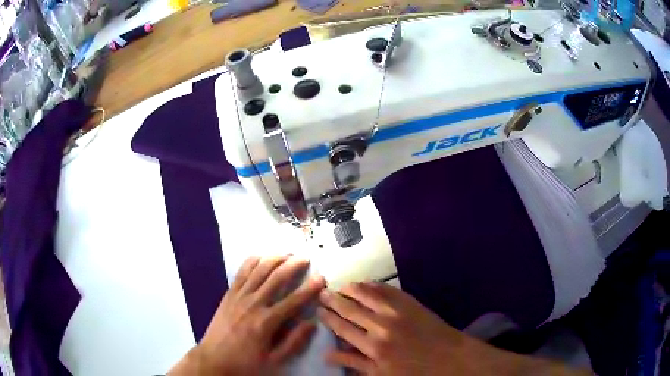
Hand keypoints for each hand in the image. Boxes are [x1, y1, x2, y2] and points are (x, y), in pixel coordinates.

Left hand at [169, 255, 325, 375]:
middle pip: (276, 278)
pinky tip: (260, 256)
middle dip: (292, 265)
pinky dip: (251, 262)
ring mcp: (239, 297)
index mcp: (267, 322)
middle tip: (305, 258)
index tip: (321, 278)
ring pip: (258, 271)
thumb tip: (312, 323)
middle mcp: (253, 304)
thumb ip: (294, 342)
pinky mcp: (229, 295)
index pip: (293, 300)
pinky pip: (241, 273)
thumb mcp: (274, 360)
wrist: (213, 359)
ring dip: (274, 259)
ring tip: (286, 253)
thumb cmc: (246, 363)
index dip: (309, 288)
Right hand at [318, 281, 475, 374]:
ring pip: (367, 294)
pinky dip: (374, 284)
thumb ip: (354, 363)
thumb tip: (327, 354)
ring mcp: (398, 310)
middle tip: (322, 293)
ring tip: (340, 285)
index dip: (328, 318)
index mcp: (373, 346)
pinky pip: (388, 289)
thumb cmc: (414, 371)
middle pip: (351, 308)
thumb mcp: (381, 374)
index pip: (343, 328)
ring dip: (351, 288)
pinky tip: (366, 283)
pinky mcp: (411, 302)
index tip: (318, 310)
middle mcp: (381, 325)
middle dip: (334, 300)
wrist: (449, 357)